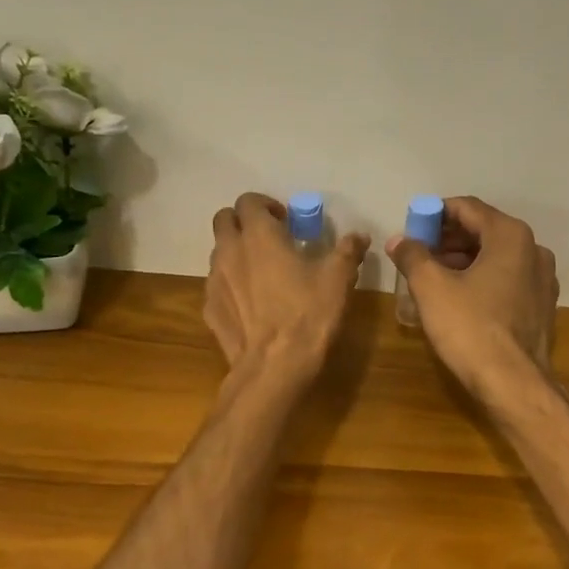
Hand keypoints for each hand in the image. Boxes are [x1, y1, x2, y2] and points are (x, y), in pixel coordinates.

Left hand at [205, 192, 368, 381]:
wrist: (274, 366)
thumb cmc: (308, 315)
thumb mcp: (338, 280)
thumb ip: (348, 251)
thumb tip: (359, 236)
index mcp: (259, 236)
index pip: (248, 201)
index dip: (266, 205)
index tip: (286, 221)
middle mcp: (230, 251)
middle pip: (223, 220)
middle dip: (243, 222)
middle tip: (269, 239)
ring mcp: (214, 280)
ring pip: (218, 252)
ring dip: (236, 252)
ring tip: (261, 271)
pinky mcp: (209, 308)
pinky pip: (217, 284)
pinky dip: (231, 283)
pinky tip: (252, 303)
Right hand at [386, 196, 557, 396]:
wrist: (514, 384)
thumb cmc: (471, 328)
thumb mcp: (431, 288)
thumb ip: (413, 256)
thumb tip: (399, 240)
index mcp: (510, 236)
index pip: (467, 207)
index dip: (434, 214)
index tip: (411, 228)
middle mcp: (533, 249)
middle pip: (484, 230)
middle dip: (448, 238)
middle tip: (418, 253)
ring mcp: (543, 279)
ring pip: (497, 256)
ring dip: (463, 260)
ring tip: (433, 276)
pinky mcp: (542, 306)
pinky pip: (508, 279)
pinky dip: (483, 279)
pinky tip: (460, 298)